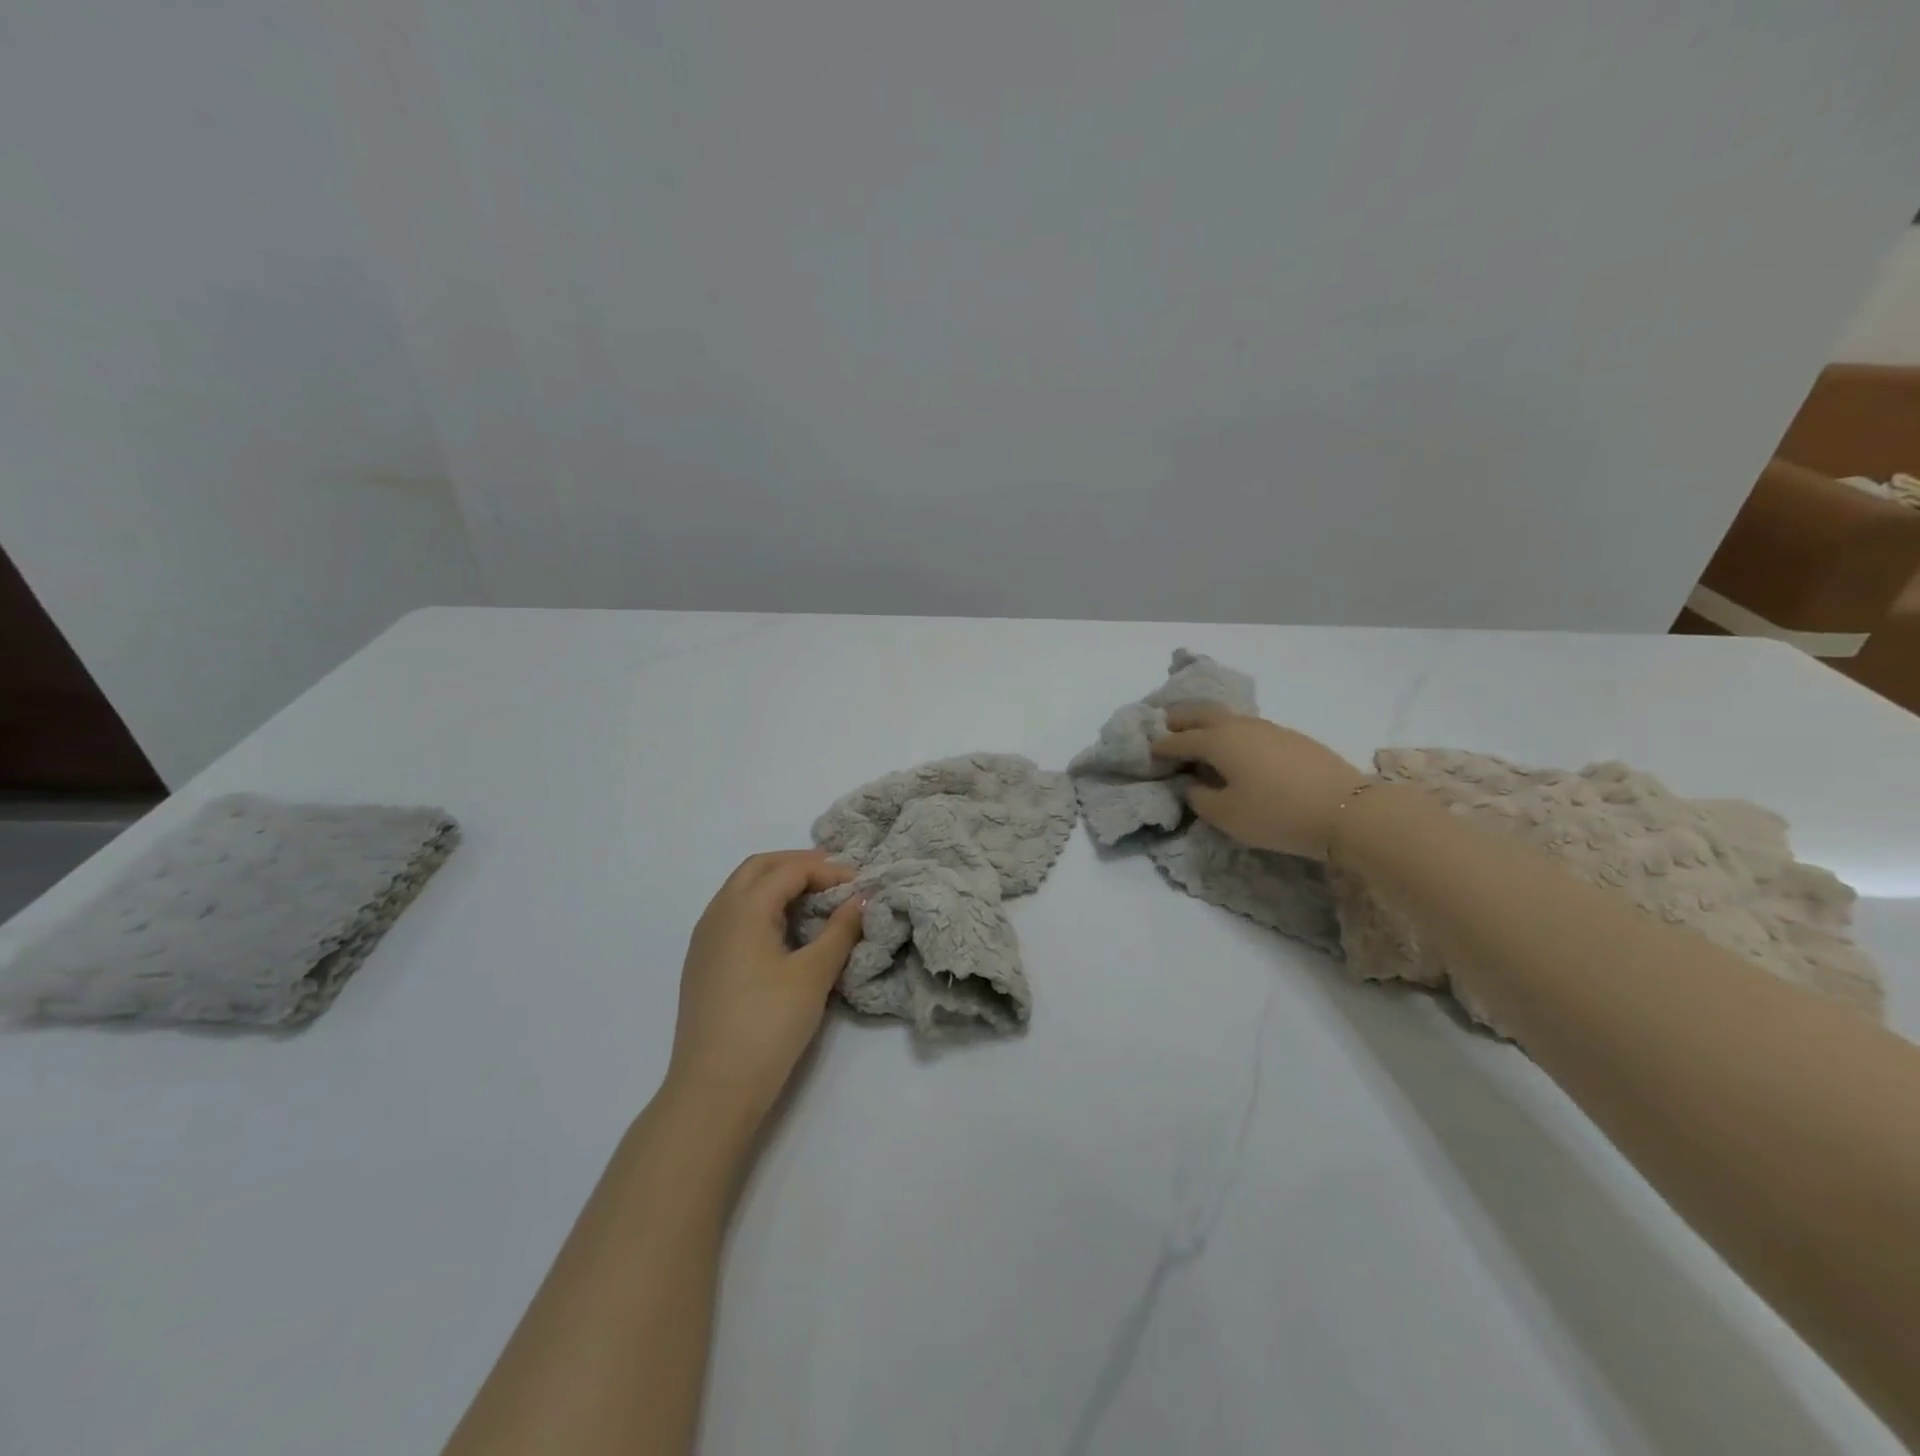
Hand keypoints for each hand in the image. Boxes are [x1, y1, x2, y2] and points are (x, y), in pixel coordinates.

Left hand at [665, 850, 866, 1129]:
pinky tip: (786, 930)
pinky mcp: (703, 963)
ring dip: (778, 883)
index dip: (827, 870)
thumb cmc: (768, 1025)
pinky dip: (763, 906)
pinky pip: (734, 914)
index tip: (860, 883)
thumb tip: (862, 899)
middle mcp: (717, 914)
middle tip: (836, 877)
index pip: (789, 870)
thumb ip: (840, 930)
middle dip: (798, 865)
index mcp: (743, 909)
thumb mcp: (813, 975)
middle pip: (758, 868)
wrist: (713, 1090)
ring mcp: (705, 939)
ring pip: (742, 890)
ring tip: (816, 899)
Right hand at [1149, 704, 1366, 858]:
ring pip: (1228, 717)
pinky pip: (1249, 727)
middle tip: (1165, 726)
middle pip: (1202, 713)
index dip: (1162, 746)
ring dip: (1207, 722)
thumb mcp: (1227, 815)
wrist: (1346, 811)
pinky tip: (1236, 748)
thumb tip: (1192, 784)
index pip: (1180, 740)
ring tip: (1198, 735)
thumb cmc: (1276, 814)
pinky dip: (1231, 732)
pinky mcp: (1291, 738)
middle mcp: (1240, 726)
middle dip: (1180, 718)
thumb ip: (1200, 798)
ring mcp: (1269, 728)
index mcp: (1218, 741)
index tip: (1148, 751)